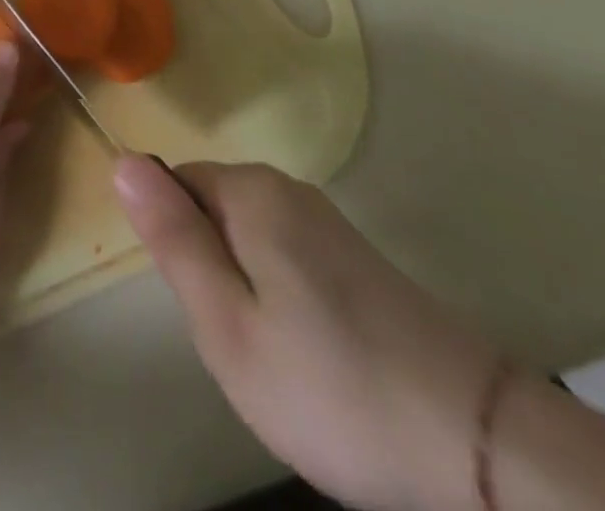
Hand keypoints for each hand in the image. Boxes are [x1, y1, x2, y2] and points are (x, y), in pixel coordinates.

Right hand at [115, 157, 498, 510]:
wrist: (480, 445)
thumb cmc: (330, 385)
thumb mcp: (226, 324)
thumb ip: (172, 238)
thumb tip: (123, 159)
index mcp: (250, 192)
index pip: (175, 184)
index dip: (176, 245)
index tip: (203, 306)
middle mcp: (288, 189)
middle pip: (213, 210)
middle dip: (210, 269)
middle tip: (239, 341)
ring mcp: (328, 223)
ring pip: (249, 239)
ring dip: (245, 289)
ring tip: (277, 357)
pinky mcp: (359, 259)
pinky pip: (287, 259)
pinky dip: (283, 300)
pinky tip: (314, 358)